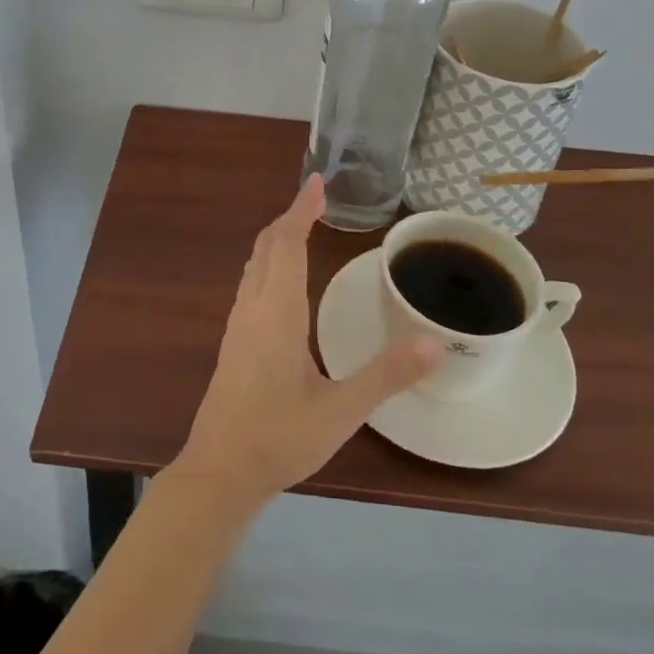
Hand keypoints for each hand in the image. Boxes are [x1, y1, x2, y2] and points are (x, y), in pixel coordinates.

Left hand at [177, 176, 440, 513]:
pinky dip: (269, 262)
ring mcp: (239, 323)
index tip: (317, 182)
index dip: (302, 210)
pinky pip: (251, 283)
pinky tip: (282, 281)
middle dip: (290, 217)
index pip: (287, 243)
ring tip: (301, 228)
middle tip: (316, 199)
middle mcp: (254, 307)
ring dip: (277, 239)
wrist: (219, 470)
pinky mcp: (234, 341)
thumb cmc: (280, 437)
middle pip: (267, 246)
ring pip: (255, 264)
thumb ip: (387, 375)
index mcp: (278, 311)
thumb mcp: (341, 411)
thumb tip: (434, 342)